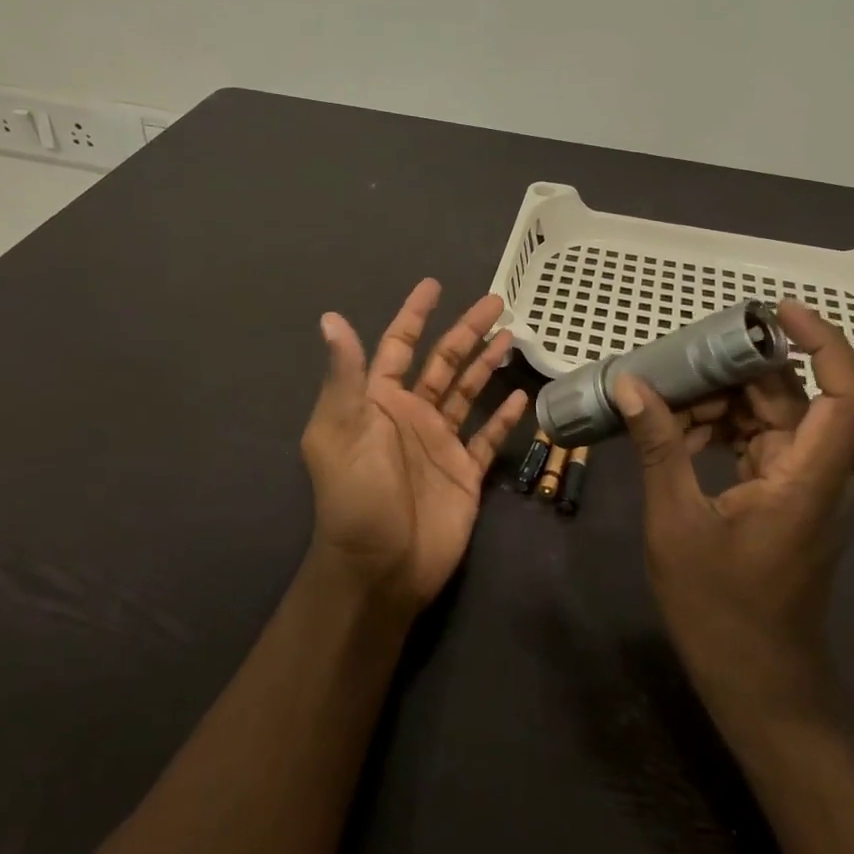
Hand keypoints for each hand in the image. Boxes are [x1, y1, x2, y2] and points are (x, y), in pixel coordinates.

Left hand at [300, 279, 529, 615]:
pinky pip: (488, 437)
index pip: (398, 346)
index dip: (414, 315)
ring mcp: (440, 443)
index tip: (433, 285)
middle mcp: (411, 415)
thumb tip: (331, 318)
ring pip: (468, 393)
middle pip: (443, 362)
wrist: (381, 568)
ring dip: (486, 364)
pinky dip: (504, 417)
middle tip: (495, 301)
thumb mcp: (341, 430)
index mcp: (378, 402)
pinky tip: (522, 396)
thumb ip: (346, 375)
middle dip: (466, 331)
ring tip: (512, 336)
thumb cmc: (357, 496)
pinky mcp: (464, 472)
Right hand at [613, 300, 853, 724]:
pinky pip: (759, 444)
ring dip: (723, 401)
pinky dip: (723, 430)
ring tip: (664, 395)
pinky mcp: (786, 500)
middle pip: (794, 398)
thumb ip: (660, 448)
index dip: (824, 343)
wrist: (759, 684)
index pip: (848, 395)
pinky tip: (676, 432)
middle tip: (679, 357)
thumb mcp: (677, 523)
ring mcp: (804, 488)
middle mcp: (819, 475)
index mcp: (809, 478)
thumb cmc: (722, 610)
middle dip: (738, 370)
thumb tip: (631, 384)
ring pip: (773, 419)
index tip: (775, 311)